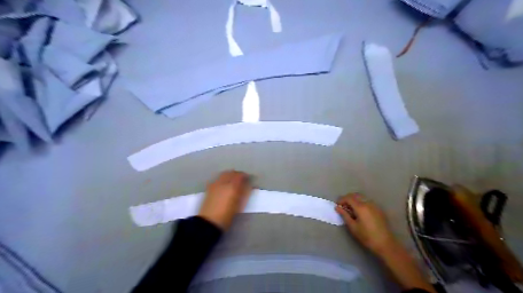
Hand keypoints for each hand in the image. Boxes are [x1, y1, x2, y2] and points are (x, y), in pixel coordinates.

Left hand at [198, 170, 252, 229]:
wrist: (209, 222)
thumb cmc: (227, 216)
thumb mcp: (239, 206)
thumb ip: (245, 193)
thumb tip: (249, 186)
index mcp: (232, 186)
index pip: (240, 176)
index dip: (246, 176)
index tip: (249, 179)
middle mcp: (223, 182)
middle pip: (232, 173)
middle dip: (238, 174)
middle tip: (242, 180)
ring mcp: (215, 184)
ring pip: (224, 174)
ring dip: (230, 175)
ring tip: (233, 182)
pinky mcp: (209, 187)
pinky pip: (218, 178)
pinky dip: (223, 178)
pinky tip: (224, 185)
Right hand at [338, 195, 398, 255]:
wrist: (385, 243)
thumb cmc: (367, 236)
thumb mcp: (353, 227)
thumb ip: (344, 215)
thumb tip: (337, 207)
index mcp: (361, 207)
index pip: (348, 198)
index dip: (341, 200)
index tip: (337, 206)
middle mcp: (368, 203)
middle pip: (355, 195)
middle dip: (347, 199)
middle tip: (343, 207)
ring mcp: (374, 206)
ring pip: (362, 198)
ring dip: (354, 201)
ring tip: (351, 210)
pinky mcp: (379, 210)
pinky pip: (367, 202)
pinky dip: (361, 204)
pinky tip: (360, 213)